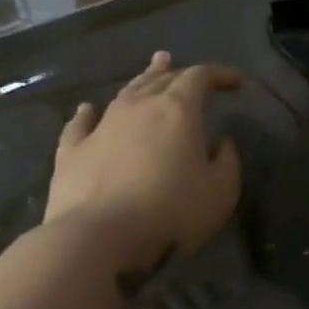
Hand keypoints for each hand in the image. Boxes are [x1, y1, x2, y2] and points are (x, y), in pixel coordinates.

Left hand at [45, 51, 242, 271]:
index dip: (220, 74)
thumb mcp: (221, 190)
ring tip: (154, 67)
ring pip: (126, 93)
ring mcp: (101, 128)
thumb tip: (220, 141)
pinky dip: (87, 114)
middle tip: (192, 71)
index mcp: (178, 110)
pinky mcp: (72, 153)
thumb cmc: (170, 213)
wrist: (96, 241)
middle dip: (181, 72)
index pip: (201, 77)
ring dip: (143, 79)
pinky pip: (80, 125)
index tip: (236, 82)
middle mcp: (138, 108)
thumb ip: (227, 159)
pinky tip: (87, 109)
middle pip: (162, 79)